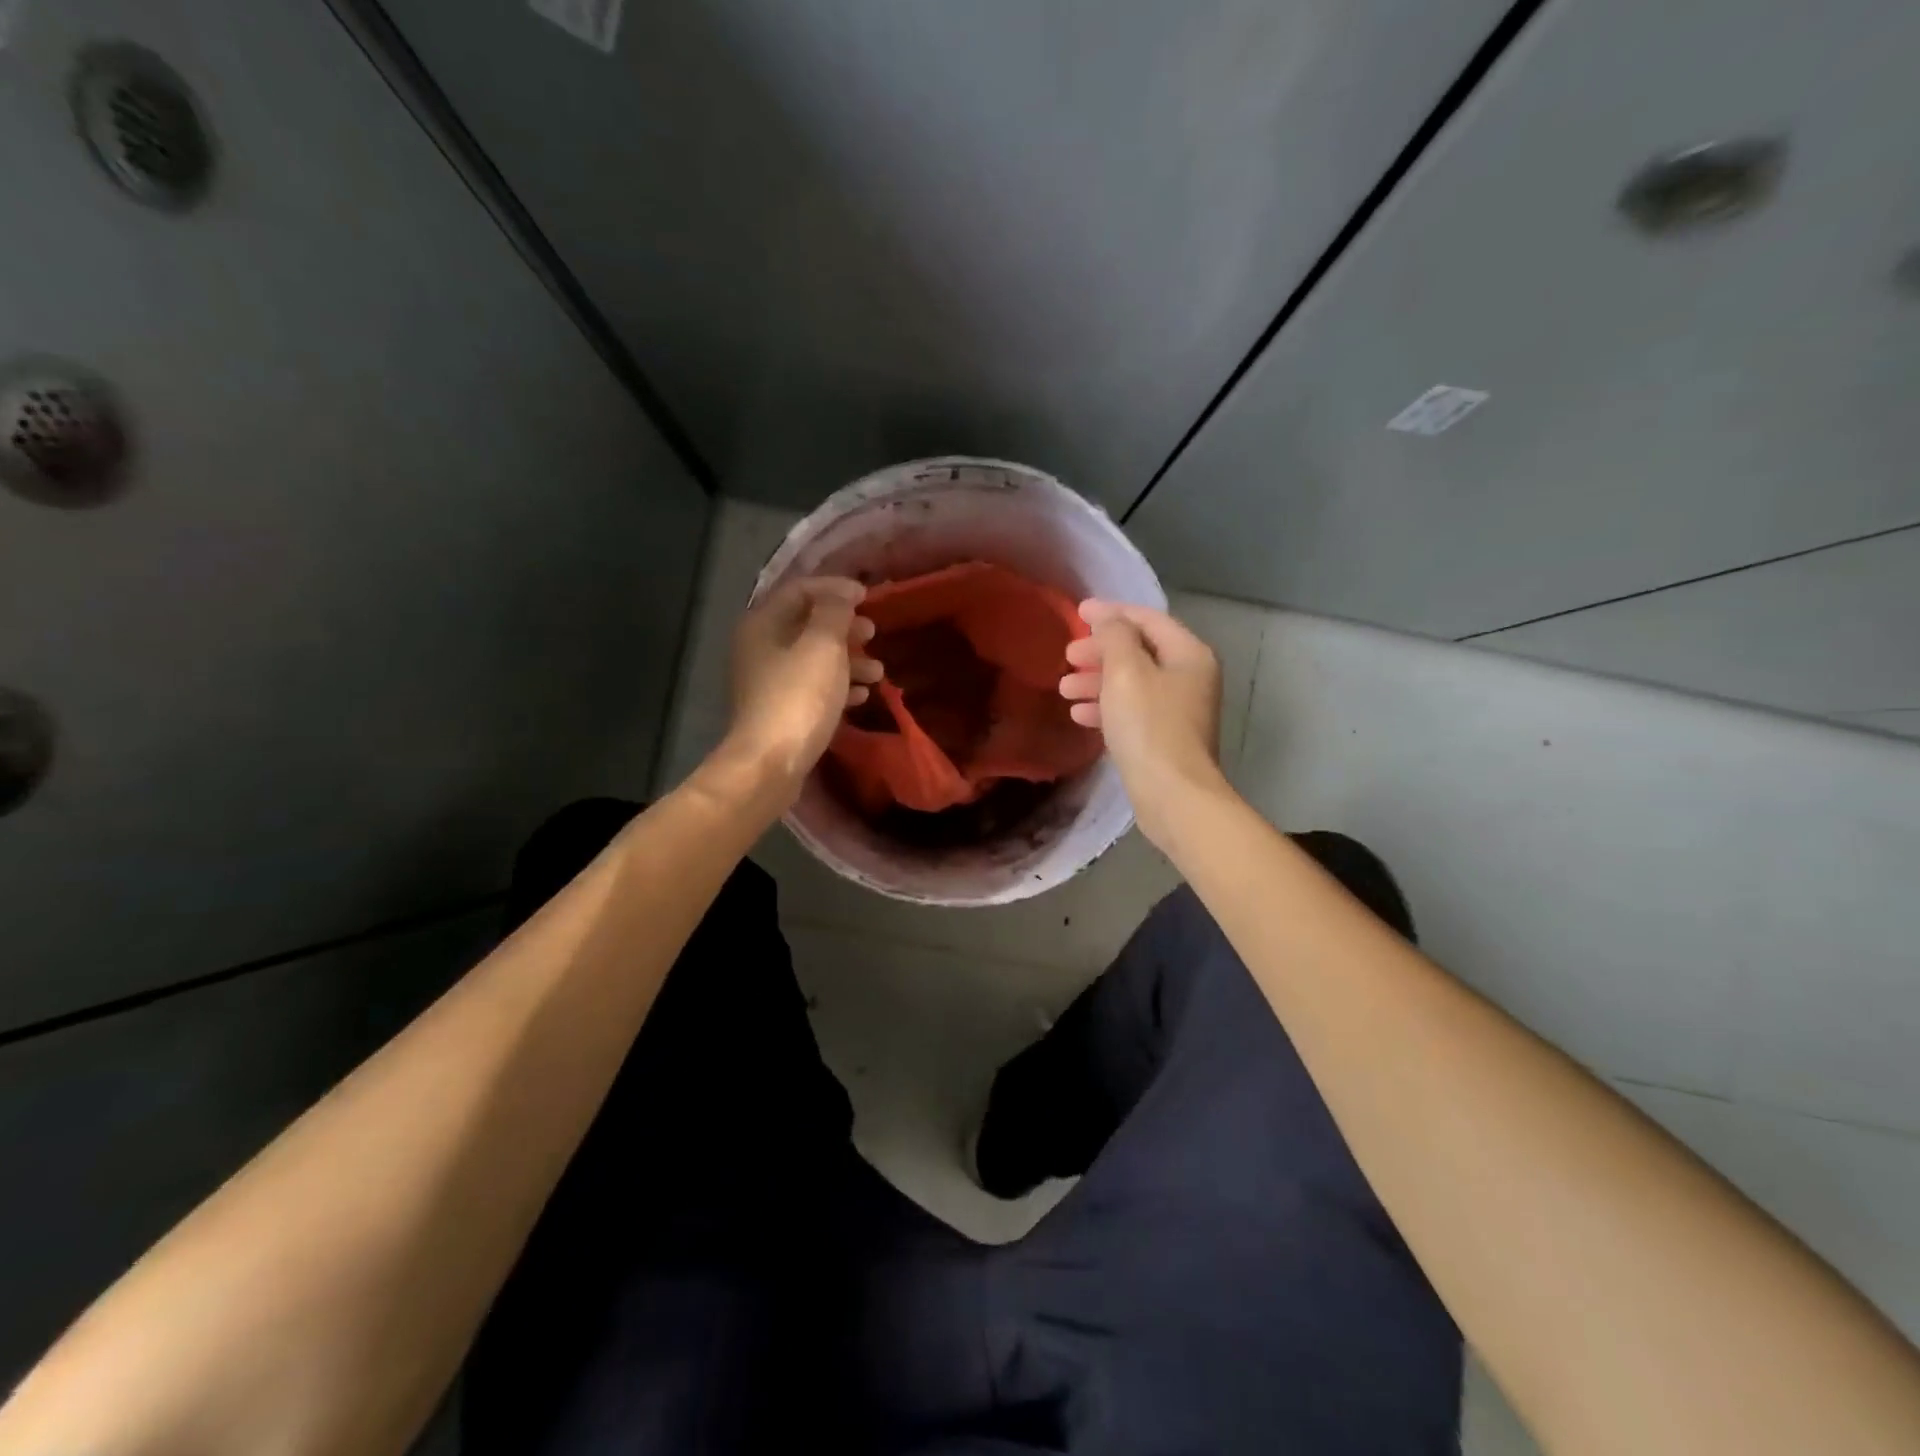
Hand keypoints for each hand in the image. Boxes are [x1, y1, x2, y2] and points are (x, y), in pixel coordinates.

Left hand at [719, 576, 880, 798]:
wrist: (771, 763)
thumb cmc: (799, 696)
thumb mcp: (823, 646)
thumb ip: (834, 613)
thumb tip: (841, 594)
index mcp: (763, 624)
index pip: (800, 590)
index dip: (836, 589)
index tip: (868, 597)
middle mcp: (760, 647)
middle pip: (807, 625)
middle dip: (844, 628)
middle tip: (872, 633)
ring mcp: (768, 681)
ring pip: (813, 659)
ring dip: (848, 660)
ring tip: (878, 672)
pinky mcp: (779, 710)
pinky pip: (812, 687)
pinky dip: (837, 685)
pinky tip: (861, 696)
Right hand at [1060, 600, 1224, 845]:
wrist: (1171, 794)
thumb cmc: (1149, 725)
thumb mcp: (1126, 671)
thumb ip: (1115, 636)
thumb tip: (1107, 618)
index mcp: (1188, 654)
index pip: (1147, 619)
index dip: (1111, 613)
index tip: (1077, 612)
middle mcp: (1189, 678)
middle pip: (1139, 652)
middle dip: (1099, 652)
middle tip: (1067, 656)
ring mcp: (1178, 710)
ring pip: (1131, 684)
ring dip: (1096, 682)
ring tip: (1064, 689)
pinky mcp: (1163, 738)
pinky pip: (1131, 711)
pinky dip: (1105, 708)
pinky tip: (1078, 715)